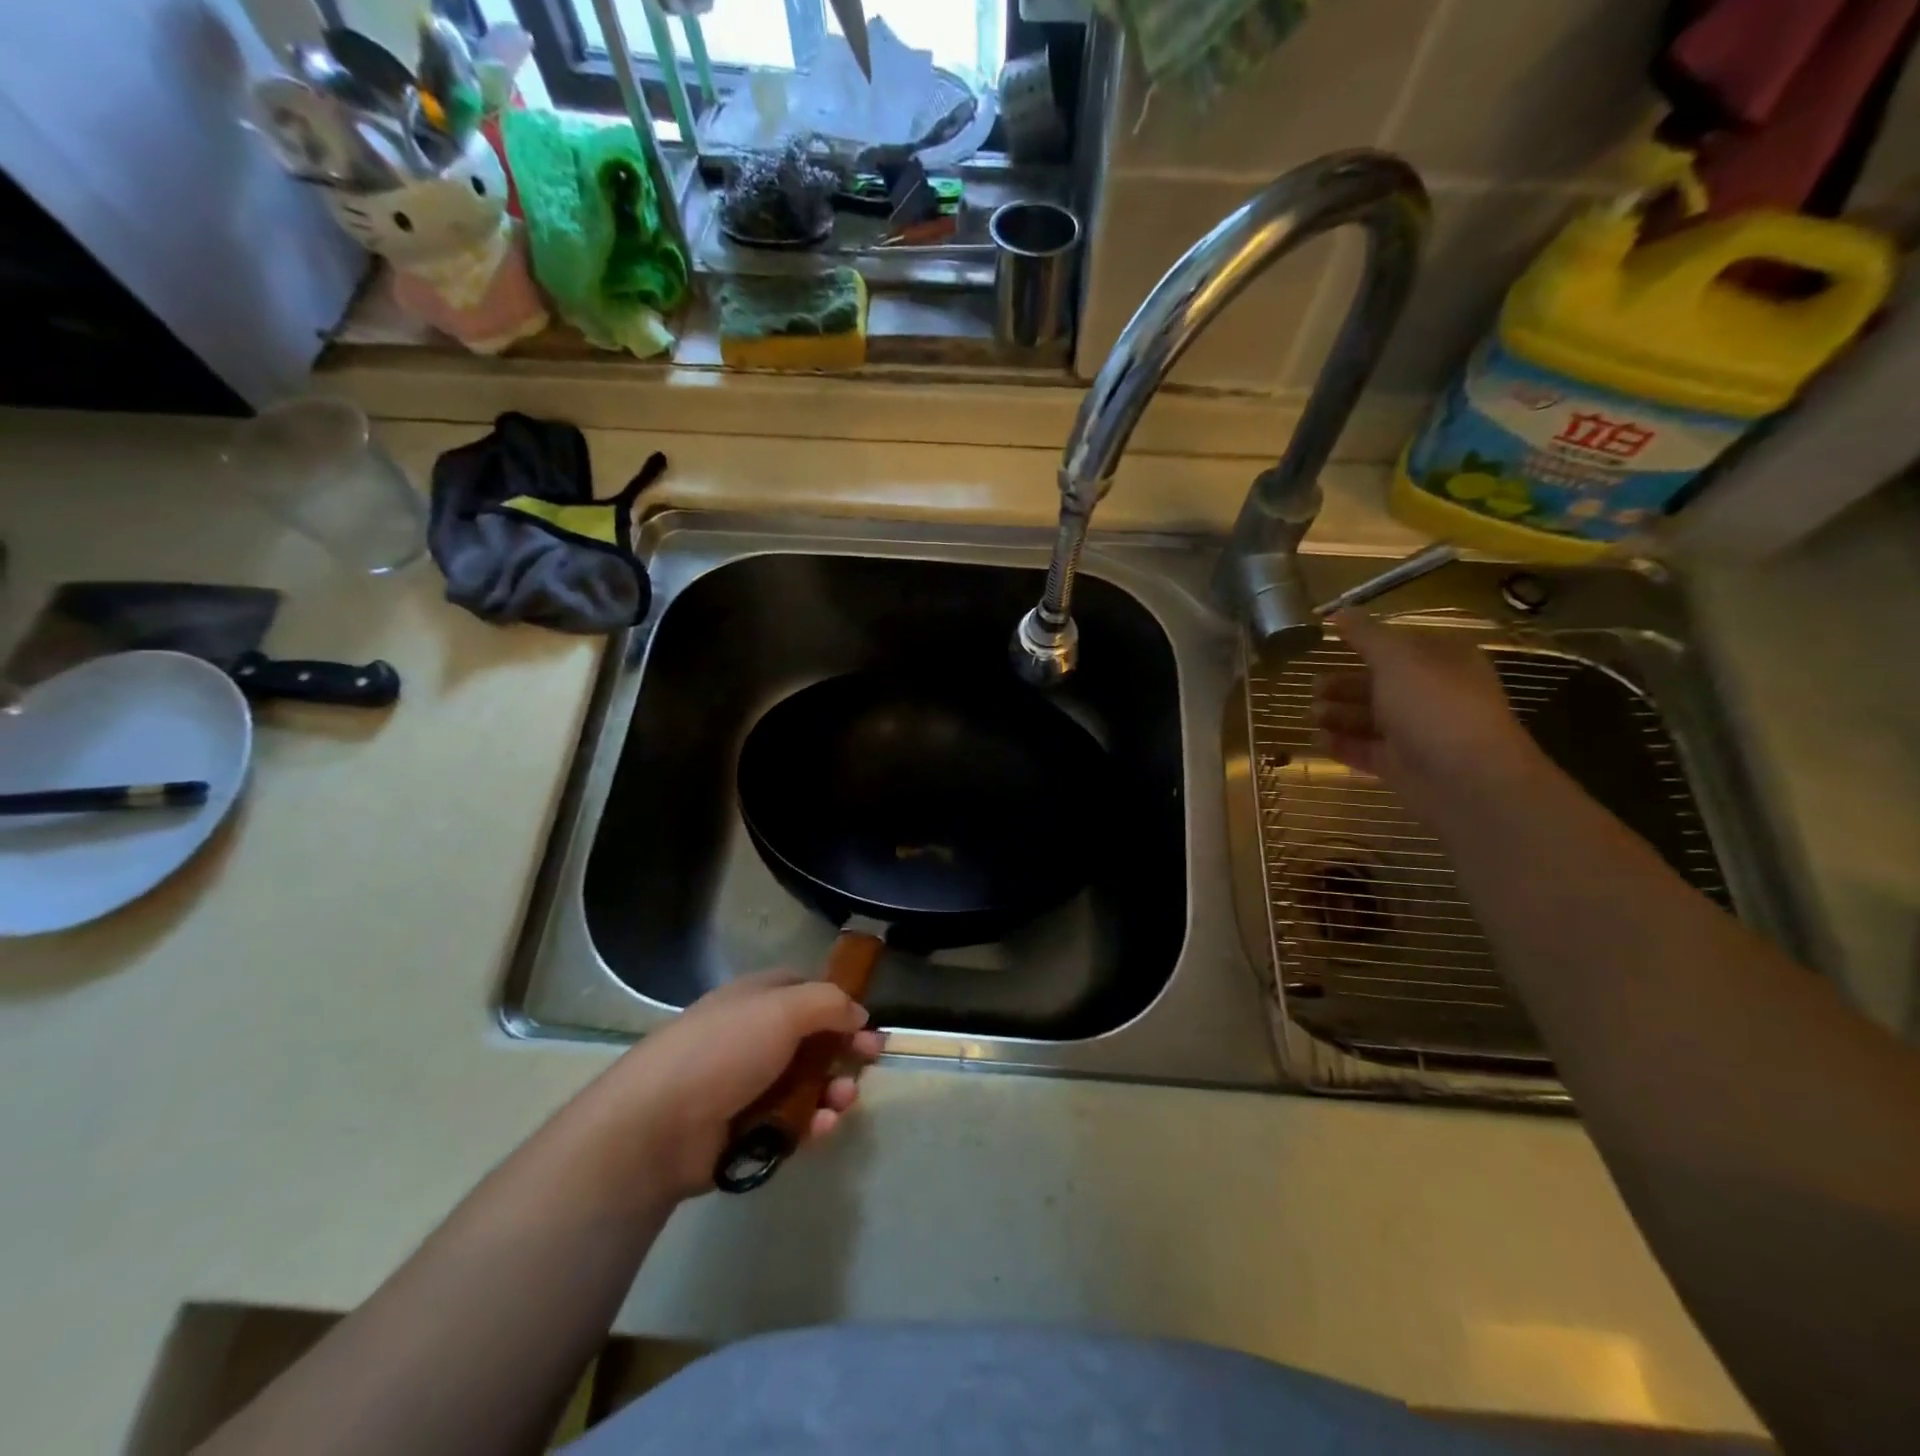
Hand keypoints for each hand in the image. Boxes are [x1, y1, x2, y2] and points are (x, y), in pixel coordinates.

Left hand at [604, 971, 883, 1201]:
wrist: (657, 1126)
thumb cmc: (723, 1051)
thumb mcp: (783, 1009)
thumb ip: (829, 1003)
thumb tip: (858, 1013)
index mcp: (756, 1000)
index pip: (805, 990)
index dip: (839, 1002)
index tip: (867, 1020)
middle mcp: (753, 1037)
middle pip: (812, 1039)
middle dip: (845, 1049)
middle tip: (871, 1060)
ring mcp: (748, 1085)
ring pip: (806, 1084)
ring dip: (833, 1090)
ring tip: (843, 1100)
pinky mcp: (746, 1131)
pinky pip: (791, 1123)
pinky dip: (812, 1124)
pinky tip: (822, 1127)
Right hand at [1311, 608, 1544, 827]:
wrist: (1465, 780)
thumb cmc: (1434, 706)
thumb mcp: (1397, 659)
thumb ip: (1366, 635)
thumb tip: (1339, 610)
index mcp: (1441, 661)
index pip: (1400, 644)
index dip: (1366, 641)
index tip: (1329, 641)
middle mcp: (1431, 694)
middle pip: (1380, 683)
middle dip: (1344, 684)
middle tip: (1313, 687)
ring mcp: (1417, 732)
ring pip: (1370, 718)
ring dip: (1339, 714)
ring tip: (1312, 715)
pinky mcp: (1402, 766)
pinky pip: (1366, 750)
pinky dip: (1342, 745)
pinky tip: (1318, 740)